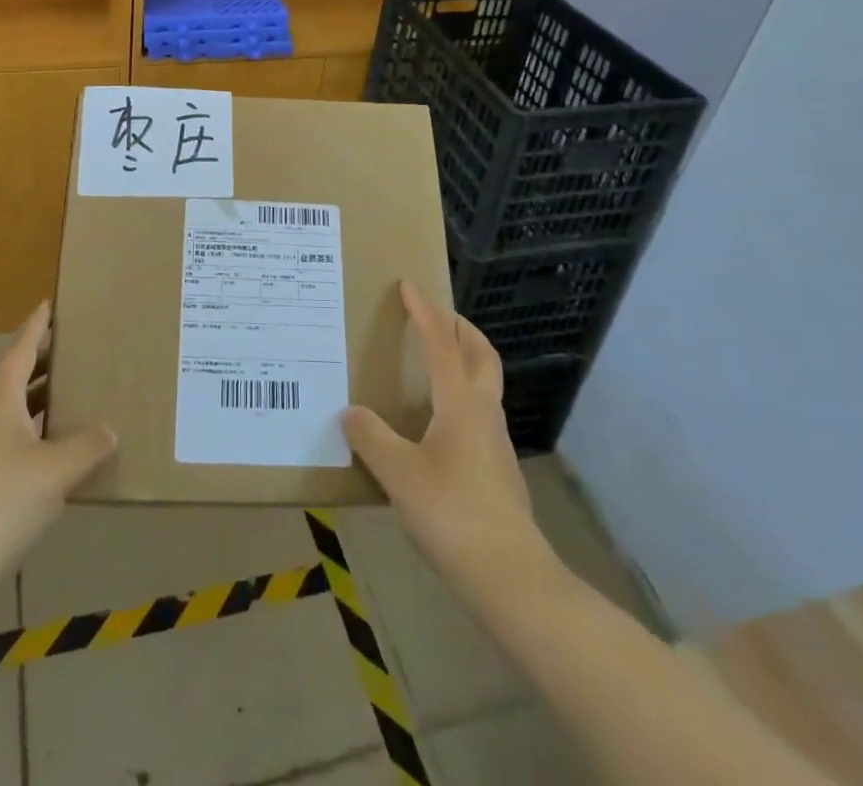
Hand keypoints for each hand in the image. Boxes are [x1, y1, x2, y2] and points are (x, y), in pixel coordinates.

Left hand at [0, 302, 116, 583]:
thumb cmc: (2, 503)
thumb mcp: (56, 471)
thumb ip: (88, 446)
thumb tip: (110, 429)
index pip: (21, 349)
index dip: (37, 326)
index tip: (50, 303)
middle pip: (15, 373)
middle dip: (43, 357)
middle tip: (74, 343)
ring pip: (13, 405)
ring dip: (40, 392)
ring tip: (72, 386)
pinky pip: (12, 431)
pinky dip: (35, 424)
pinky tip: (56, 442)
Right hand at [342, 282, 559, 594]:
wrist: (511, 577)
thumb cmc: (452, 514)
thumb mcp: (398, 474)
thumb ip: (371, 438)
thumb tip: (351, 413)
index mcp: (460, 402)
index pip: (441, 342)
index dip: (424, 311)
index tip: (409, 285)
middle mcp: (483, 411)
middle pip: (480, 354)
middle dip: (461, 327)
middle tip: (436, 316)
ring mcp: (496, 440)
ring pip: (485, 382)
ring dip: (465, 359)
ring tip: (433, 363)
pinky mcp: (498, 468)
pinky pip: (480, 411)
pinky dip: (463, 394)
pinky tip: (438, 421)